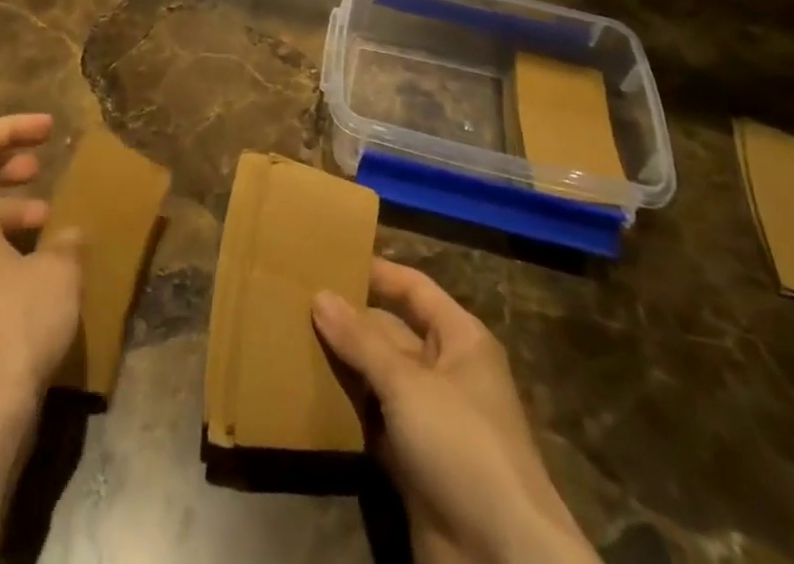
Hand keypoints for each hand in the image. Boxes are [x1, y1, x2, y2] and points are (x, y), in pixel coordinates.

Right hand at [312, 259, 597, 563]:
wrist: (501, 558)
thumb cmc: (462, 445)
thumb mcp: (408, 385)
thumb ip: (361, 341)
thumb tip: (320, 295)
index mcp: (460, 339)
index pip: (414, 289)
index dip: (377, 272)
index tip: (331, 259)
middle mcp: (446, 371)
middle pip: (392, 332)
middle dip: (350, 321)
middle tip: (296, 302)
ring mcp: (430, 419)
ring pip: (379, 378)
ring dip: (344, 365)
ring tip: (292, 339)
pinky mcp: (414, 462)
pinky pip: (375, 421)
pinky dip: (348, 410)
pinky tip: (309, 395)